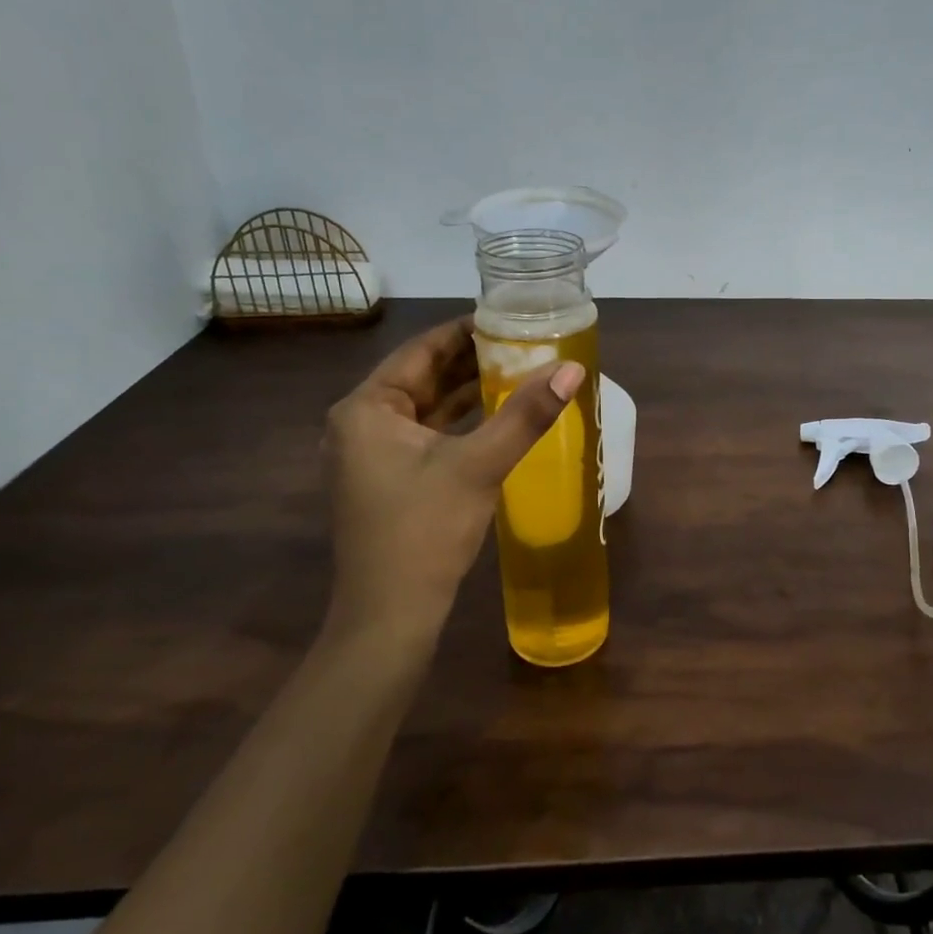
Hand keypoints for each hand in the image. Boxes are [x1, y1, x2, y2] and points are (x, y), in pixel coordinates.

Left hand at [323, 316, 583, 650]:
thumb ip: (525, 415)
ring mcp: (371, 454)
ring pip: (426, 407)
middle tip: (523, 342)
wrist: (390, 616)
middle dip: (472, 361)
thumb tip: (572, 368)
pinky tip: (496, 416)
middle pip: (422, 376)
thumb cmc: (425, 531)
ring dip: (467, 391)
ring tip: (518, 370)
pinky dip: (459, 422)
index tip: (509, 317)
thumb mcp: (478, 465)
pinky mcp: (387, 480)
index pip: (421, 350)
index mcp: (366, 408)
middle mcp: (360, 423)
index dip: (466, 331)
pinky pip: (426, 434)